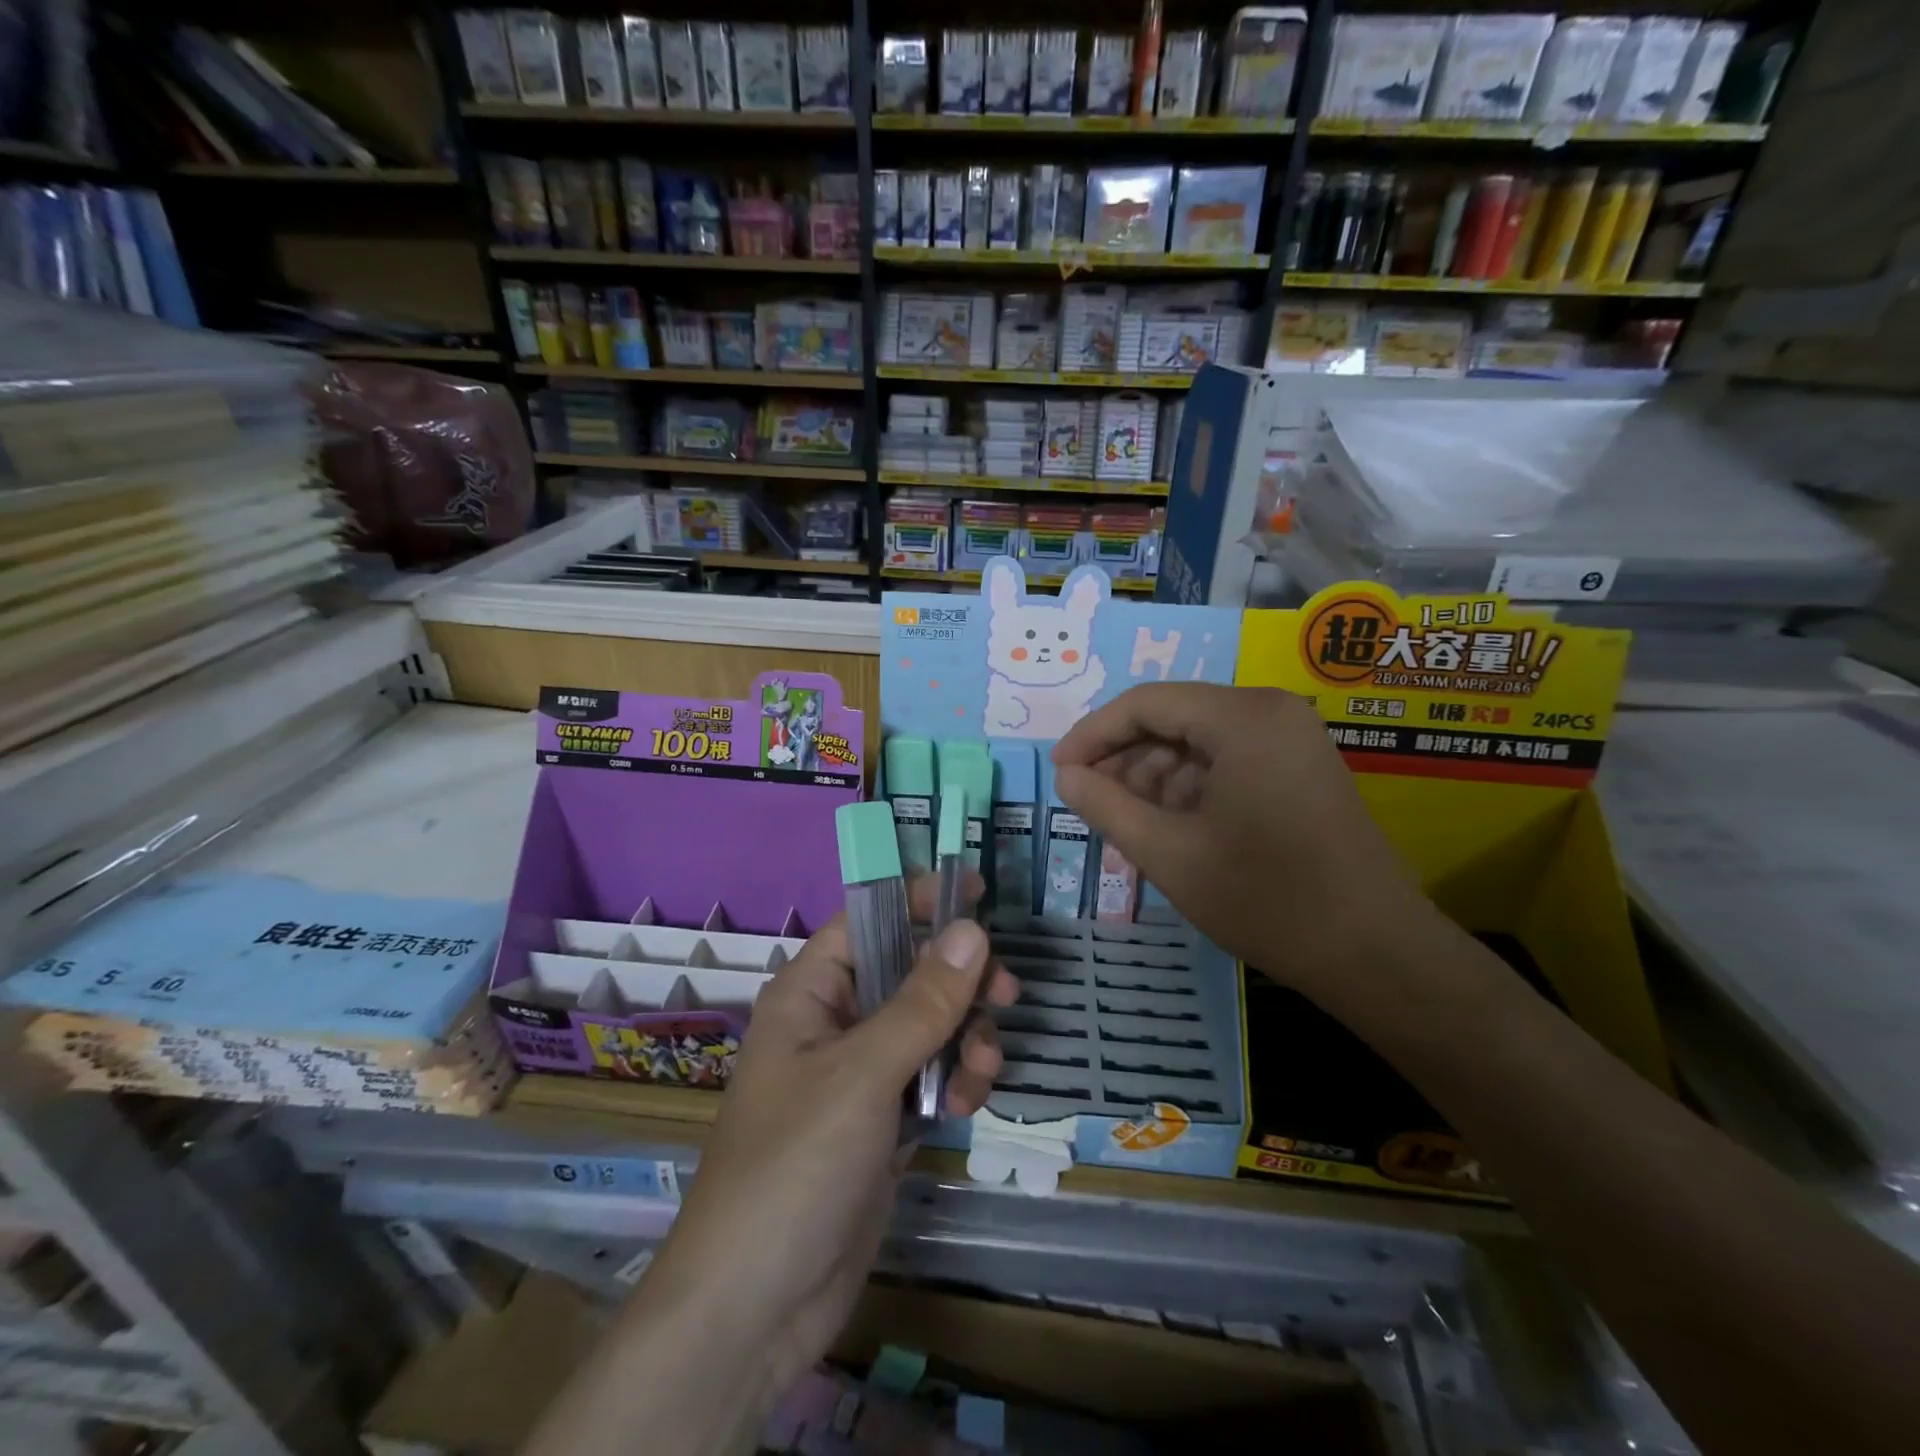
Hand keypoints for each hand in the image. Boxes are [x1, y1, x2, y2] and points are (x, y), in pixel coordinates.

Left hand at [638, 875, 1017, 1398]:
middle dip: (961, 982)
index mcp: (811, 992)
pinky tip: (965, 1105)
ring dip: (966, 1037)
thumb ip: (923, 1002)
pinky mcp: (883, 1120)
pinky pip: (932, 1075)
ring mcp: (860, 1074)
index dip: (920, 900)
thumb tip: (973, 928)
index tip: (979, 893)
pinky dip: (956, 1080)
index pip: (869, 920)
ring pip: (930, 1026)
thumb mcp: (863, 1074)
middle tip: (1009, 992)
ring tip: (983, 1069)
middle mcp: (835, 1022)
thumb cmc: (795, 1166)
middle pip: (911, 972)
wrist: (756, 1308)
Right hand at [1052, 683, 1438, 1008]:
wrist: (1376, 955)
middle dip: (1124, 759)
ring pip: (1198, 742)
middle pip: (1173, 718)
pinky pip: (1227, 761)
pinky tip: (1167, 827)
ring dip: (1154, 777)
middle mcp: (1271, 711)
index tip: (1058, 771)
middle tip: (1089, 802)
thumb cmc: (1266, 899)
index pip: (1145, 703)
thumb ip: (1107, 806)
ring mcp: (1292, 739)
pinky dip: (1189, 789)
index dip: (1093, 734)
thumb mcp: (1169, 854)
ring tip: (1125, 823)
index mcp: (1243, 718)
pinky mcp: (1300, 768)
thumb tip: (1066, 776)